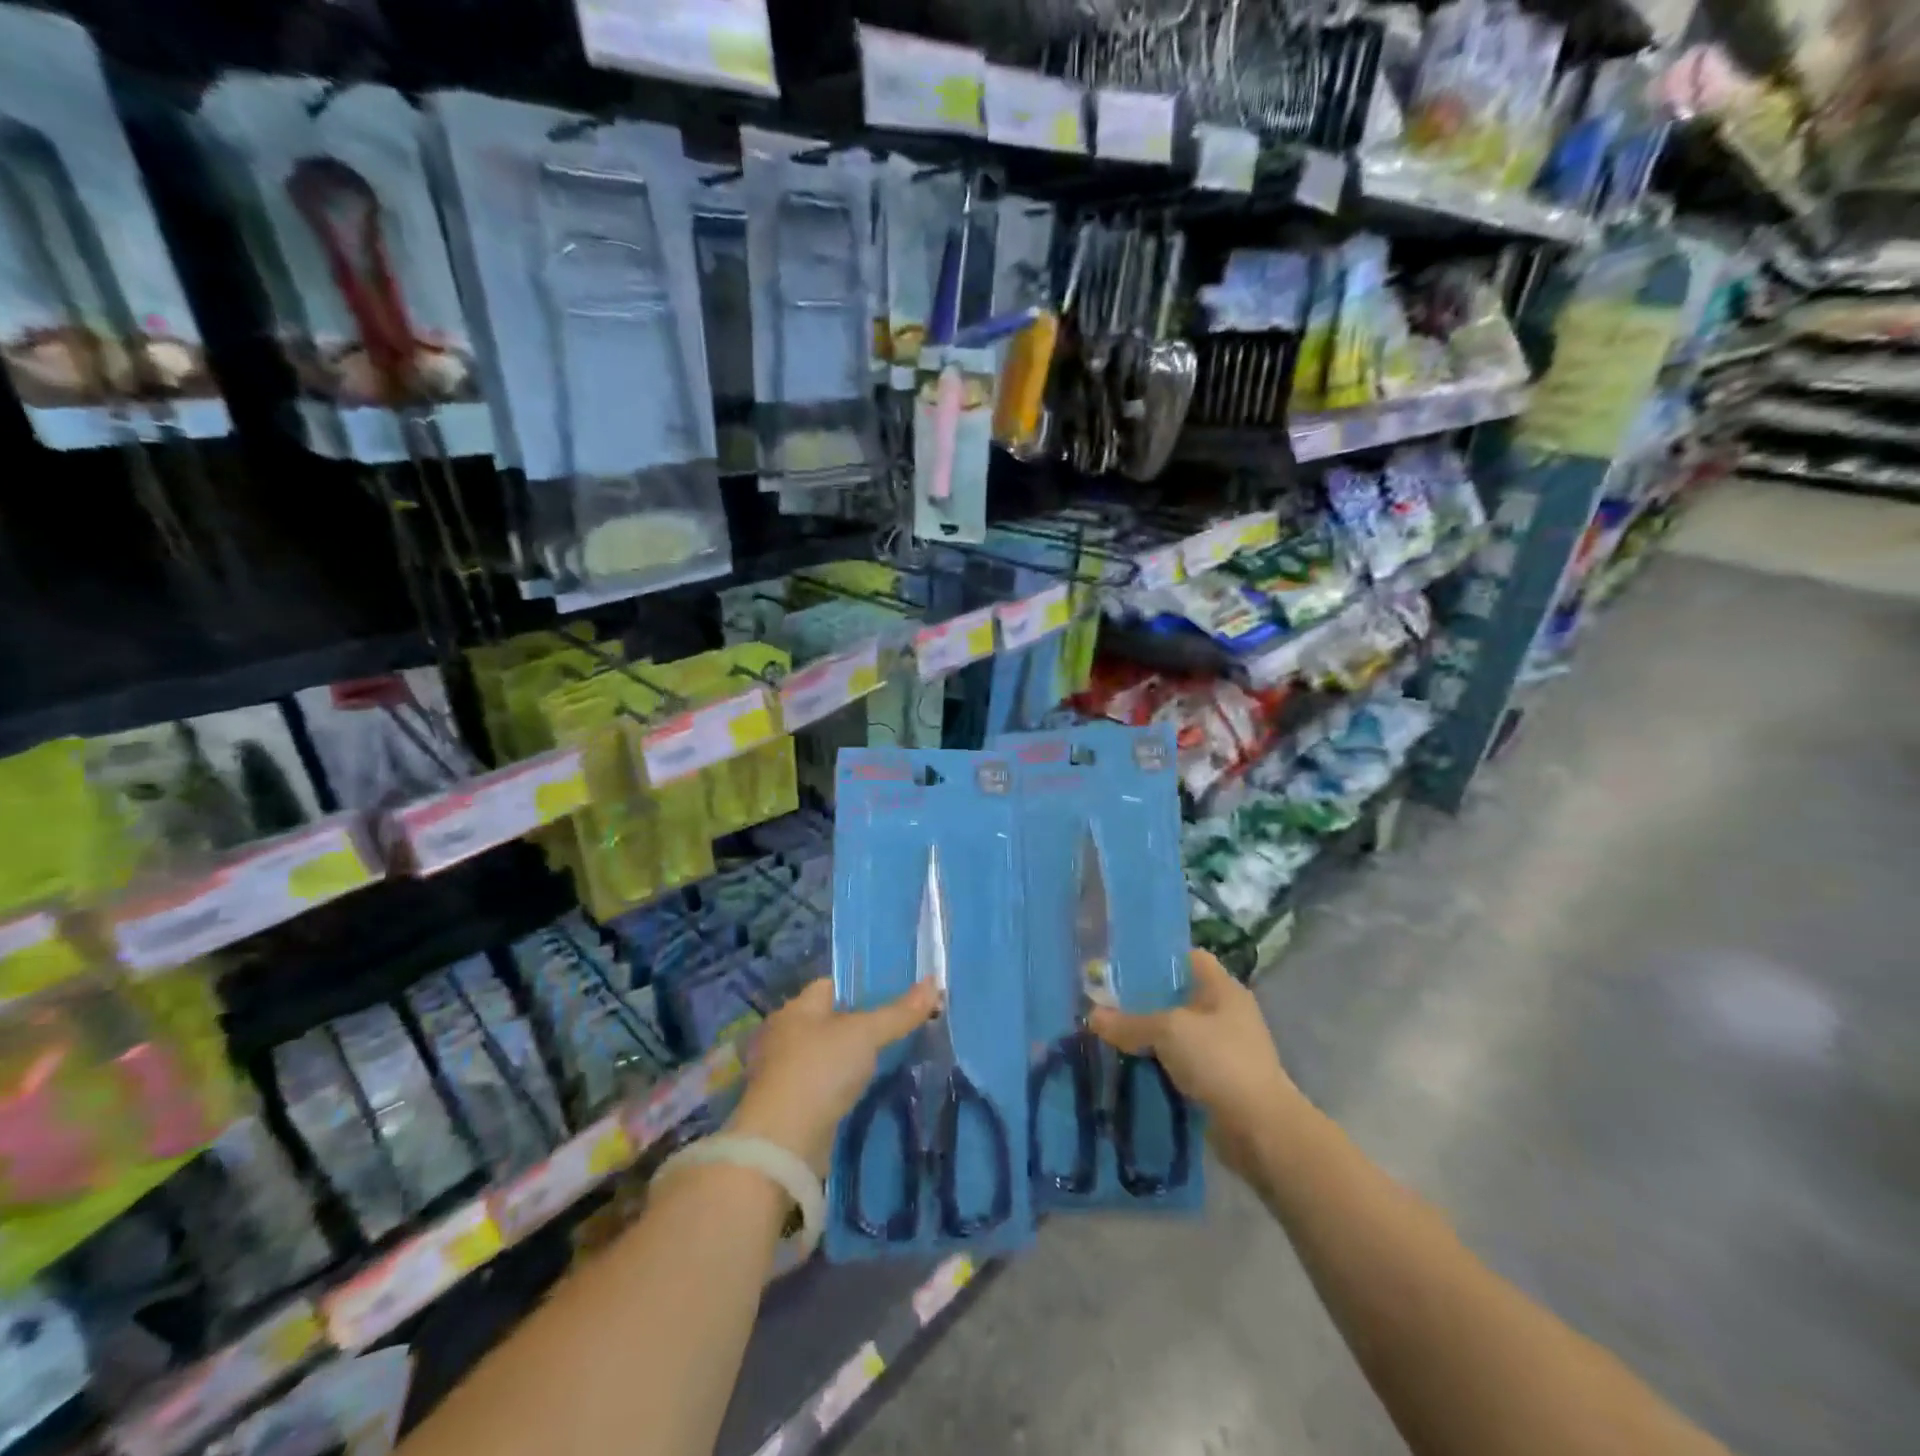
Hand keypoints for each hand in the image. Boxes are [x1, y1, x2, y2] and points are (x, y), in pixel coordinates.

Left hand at [727, 977, 940, 1174]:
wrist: (783, 1143)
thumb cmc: (820, 1070)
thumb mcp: (866, 1034)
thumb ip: (899, 1012)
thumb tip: (934, 982)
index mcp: (796, 1009)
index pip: (829, 986)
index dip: (858, 988)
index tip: (890, 996)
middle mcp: (784, 1035)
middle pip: (826, 1020)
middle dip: (854, 1025)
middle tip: (893, 1029)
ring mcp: (782, 1073)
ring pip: (823, 1055)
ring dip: (845, 1059)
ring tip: (882, 1060)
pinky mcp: (788, 1106)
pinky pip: (819, 1085)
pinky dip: (837, 1086)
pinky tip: (860, 1092)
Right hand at [1088, 949, 1301, 1180]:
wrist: (1260, 1130)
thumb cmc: (1220, 1061)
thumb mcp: (1168, 1031)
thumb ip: (1130, 1022)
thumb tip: (1091, 1016)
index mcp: (1223, 988)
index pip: (1189, 957)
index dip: (1158, 958)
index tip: (1123, 965)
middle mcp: (1225, 1013)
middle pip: (1178, 997)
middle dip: (1144, 1001)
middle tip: (1106, 1001)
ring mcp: (1223, 1049)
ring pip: (1177, 1034)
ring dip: (1149, 1037)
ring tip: (1110, 1034)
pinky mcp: (1217, 1081)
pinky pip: (1180, 1064)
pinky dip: (1158, 1065)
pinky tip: (1129, 1067)